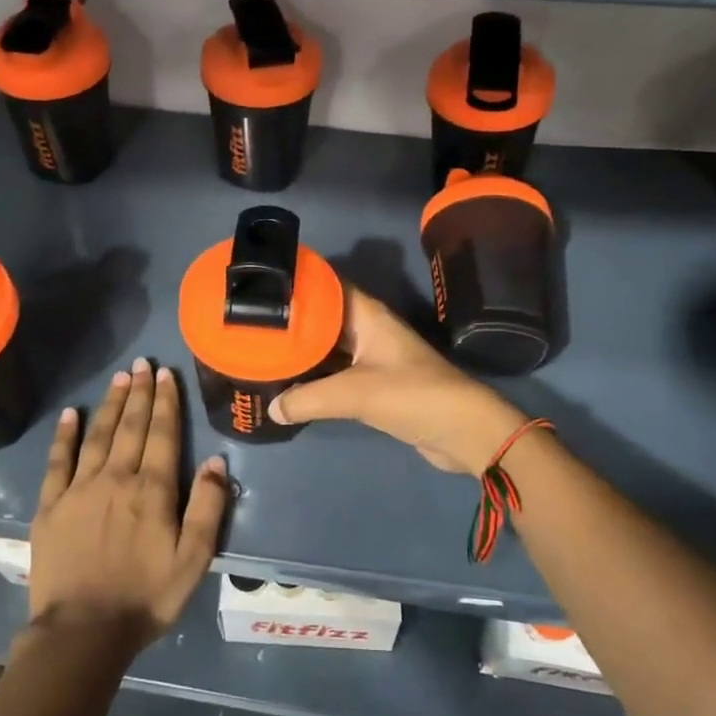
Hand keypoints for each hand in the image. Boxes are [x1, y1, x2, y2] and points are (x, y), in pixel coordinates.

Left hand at [28, 357, 230, 652]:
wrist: (83, 632)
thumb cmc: (145, 598)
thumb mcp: (193, 559)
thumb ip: (208, 507)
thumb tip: (217, 462)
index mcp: (152, 490)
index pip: (162, 434)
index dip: (165, 402)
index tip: (166, 375)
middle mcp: (116, 478)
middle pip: (130, 426)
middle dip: (139, 392)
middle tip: (143, 364)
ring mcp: (79, 489)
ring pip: (97, 435)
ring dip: (109, 404)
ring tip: (119, 378)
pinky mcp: (51, 506)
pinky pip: (57, 461)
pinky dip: (64, 436)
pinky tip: (70, 415)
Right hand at [268, 287, 525, 474]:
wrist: (464, 432)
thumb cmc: (413, 396)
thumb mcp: (355, 394)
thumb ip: (309, 399)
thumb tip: (272, 408)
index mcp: (368, 315)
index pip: (327, 286)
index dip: (297, 283)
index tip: (260, 285)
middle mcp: (369, 330)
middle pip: (323, 318)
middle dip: (292, 322)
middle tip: (251, 325)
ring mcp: (372, 358)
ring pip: (328, 348)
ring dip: (302, 352)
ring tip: (261, 353)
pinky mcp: (375, 385)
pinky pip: (336, 374)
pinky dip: (315, 378)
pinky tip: (289, 385)